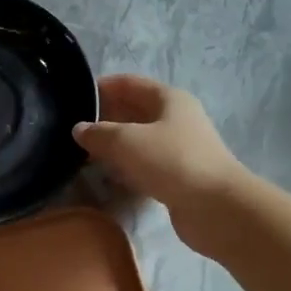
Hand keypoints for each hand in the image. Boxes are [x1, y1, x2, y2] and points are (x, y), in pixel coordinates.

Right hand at [73, 76, 245, 244]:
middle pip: (135, 110)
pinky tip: (108, 175)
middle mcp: (176, 119)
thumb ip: (99, 133)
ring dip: (115, 144)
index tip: (75, 96)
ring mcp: (180, 149)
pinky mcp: (178, 176)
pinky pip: (146, 164)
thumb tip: (79, 129)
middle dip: (106, 116)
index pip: (130, 83)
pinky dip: (127, 166)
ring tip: (84, 152)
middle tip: (74, 129)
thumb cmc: (172, 162)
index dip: (103, 87)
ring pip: (139, 139)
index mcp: (169, 99)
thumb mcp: (127, 141)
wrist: (216, 207)